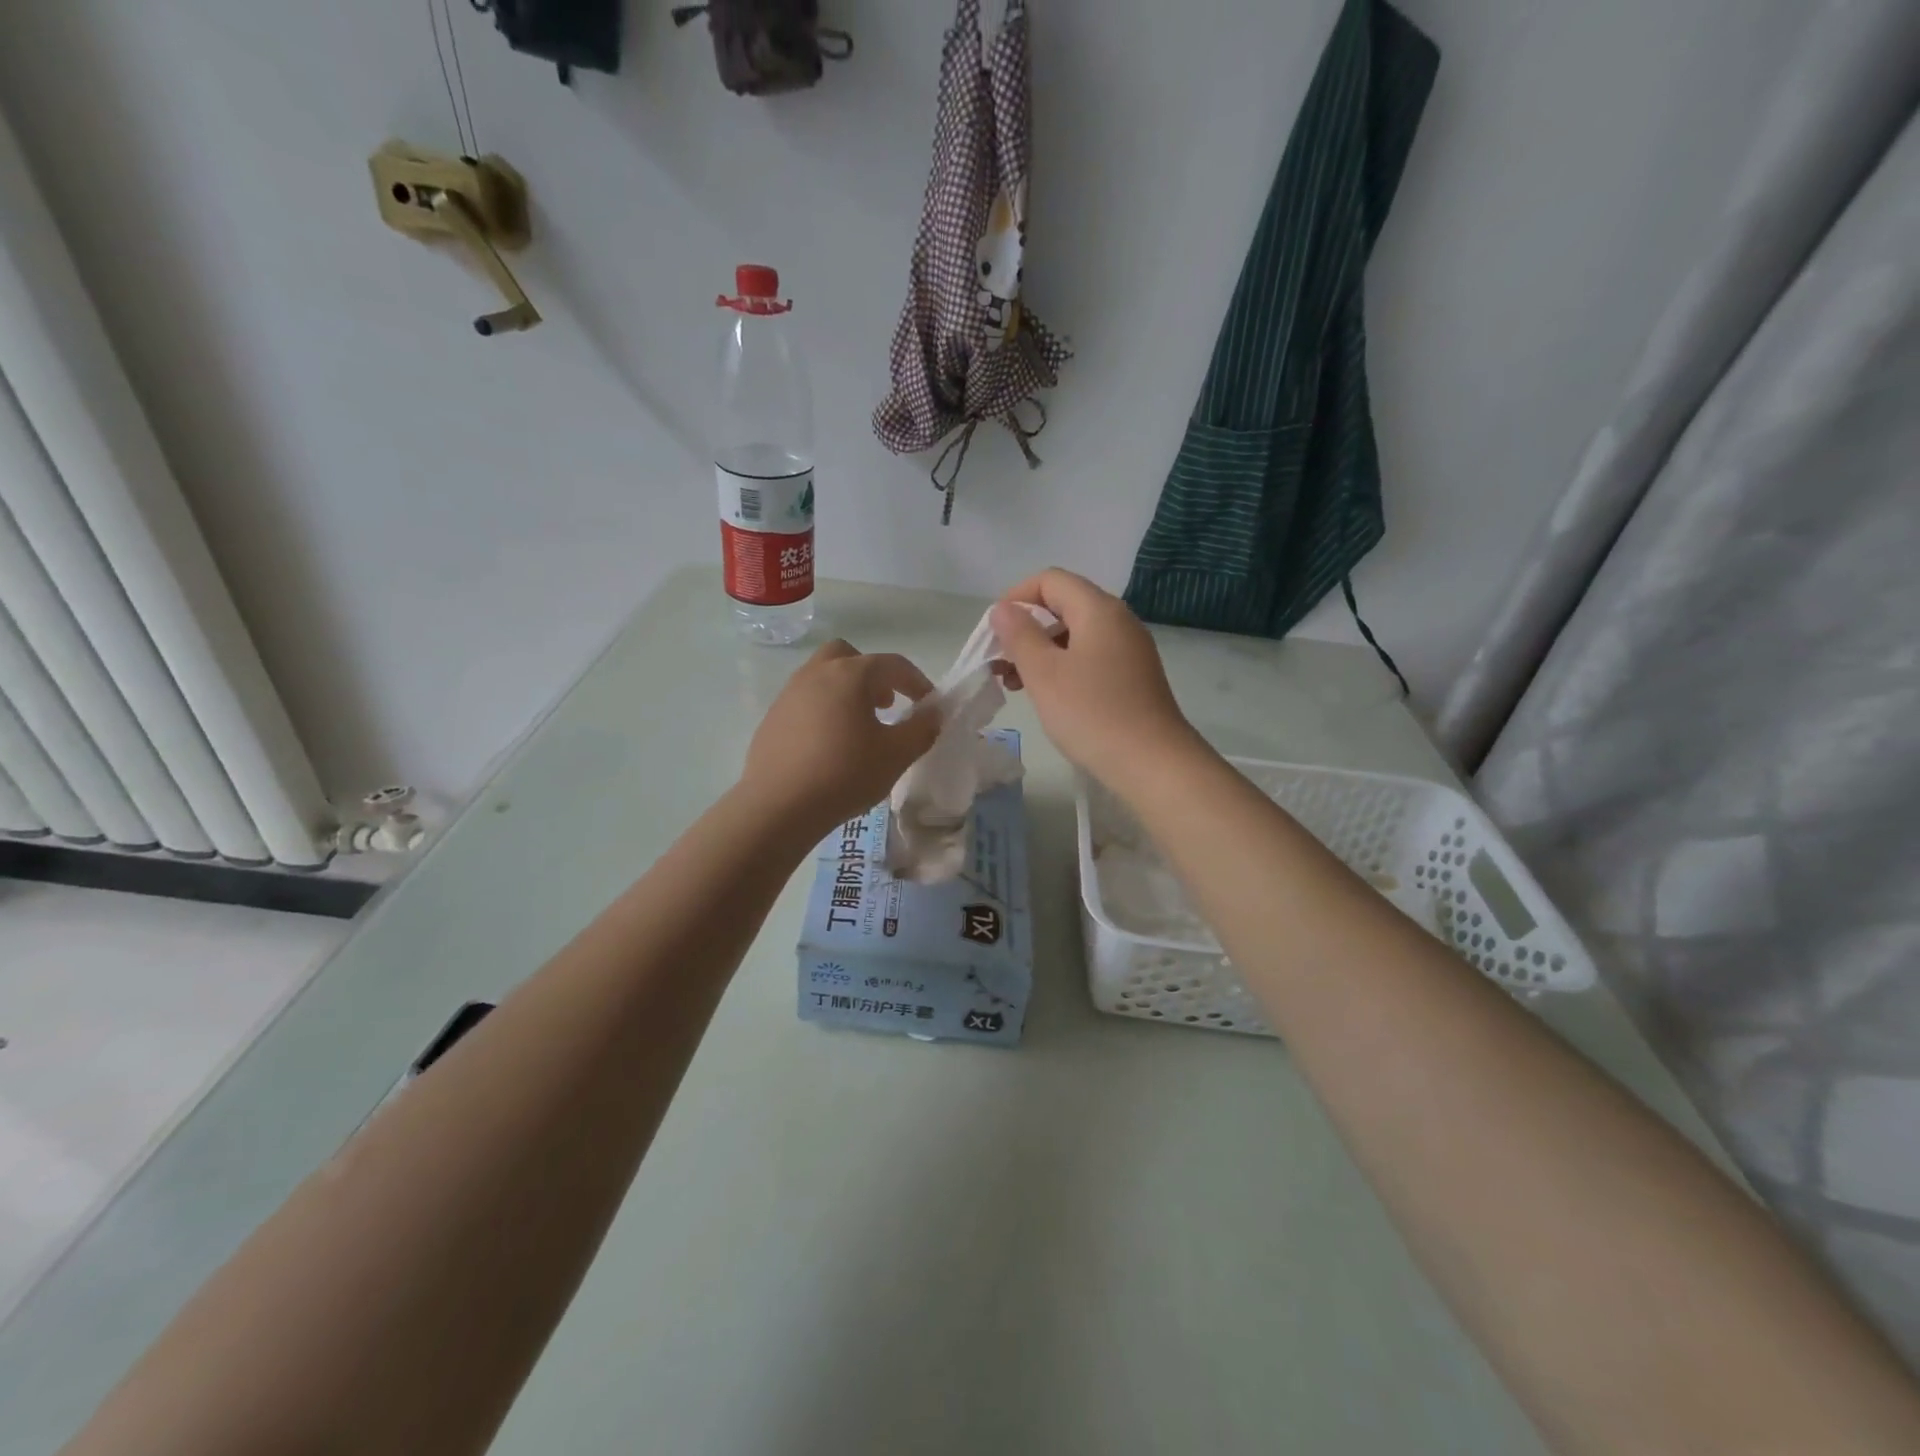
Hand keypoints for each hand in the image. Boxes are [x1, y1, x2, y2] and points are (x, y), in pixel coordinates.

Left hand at [742, 639, 940, 837]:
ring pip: (822, 677)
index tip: (928, 704)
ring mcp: (789, 694)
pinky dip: (823, 710)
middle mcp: (816, 674)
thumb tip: (934, 712)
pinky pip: (805, 701)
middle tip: (885, 704)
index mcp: (850, 675)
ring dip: (846, 692)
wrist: (778, 806)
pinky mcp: (772, 718)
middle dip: (872, 675)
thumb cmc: (845, 774)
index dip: (916, 682)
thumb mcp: (896, 755)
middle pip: (848, 657)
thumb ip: (921, 729)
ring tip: (859, 727)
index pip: (892, 665)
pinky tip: (828, 745)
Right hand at [990, 569, 1201, 785]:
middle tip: (1000, 662)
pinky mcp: (1133, 677)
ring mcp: (1130, 649)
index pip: (1050, 580)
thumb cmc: (1092, 714)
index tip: (994, 632)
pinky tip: (1048, 695)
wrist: (1153, 764)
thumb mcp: (1044, 673)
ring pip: (1075, 634)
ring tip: (1016, 684)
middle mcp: (1119, 620)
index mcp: (1099, 609)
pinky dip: (1063, 667)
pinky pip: (1090, 657)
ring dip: (1041, 651)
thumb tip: (1004, 609)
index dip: (1016, 597)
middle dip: (1026, 628)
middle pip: (1064, 605)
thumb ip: (1019, 635)